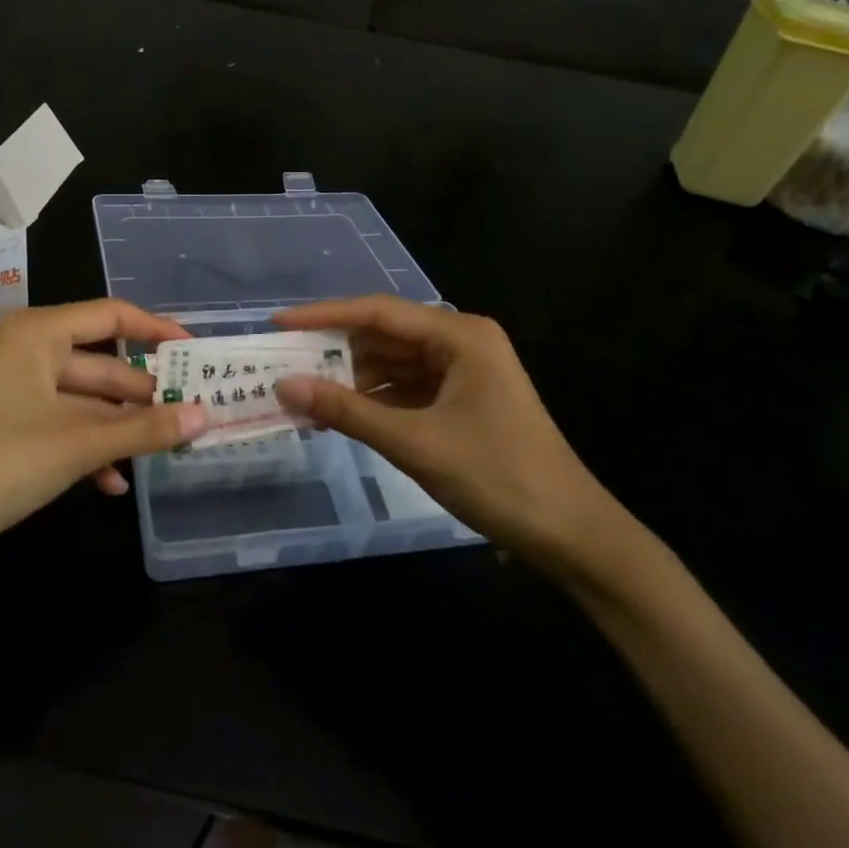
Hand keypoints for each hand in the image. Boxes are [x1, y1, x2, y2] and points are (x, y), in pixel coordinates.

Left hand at [0, 300, 208, 575]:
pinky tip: (113, 483)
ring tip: (164, 453)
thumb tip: (207, 416)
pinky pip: (62, 424)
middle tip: (193, 416)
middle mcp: (28, 350)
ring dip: (121, 429)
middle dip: (144, 396)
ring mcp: (17, 388)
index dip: (158, 332)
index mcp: (38, 333)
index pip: (112, 316)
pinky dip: (89, 448)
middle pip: (102, 364)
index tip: (198, 356)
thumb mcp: (78, 445)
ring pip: (86, 401)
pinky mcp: (9, 423)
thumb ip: (145, 429)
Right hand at [272, 296, 628, 576]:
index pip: (379, 313)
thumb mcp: (415, 442)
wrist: (570, 534)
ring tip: (301, 394)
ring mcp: (463, 373)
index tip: (278, 322)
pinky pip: (406, 390)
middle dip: (334, 351)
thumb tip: (283, 386)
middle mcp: (461, 343)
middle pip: (384, 336)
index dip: (323, 316)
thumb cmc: (498, 477)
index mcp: (460, 336)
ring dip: (350, 380)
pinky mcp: (461, 402)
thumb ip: (347, 411)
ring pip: (392, 365)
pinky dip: (372, 402)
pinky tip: (338, 416)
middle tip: (281, 362)